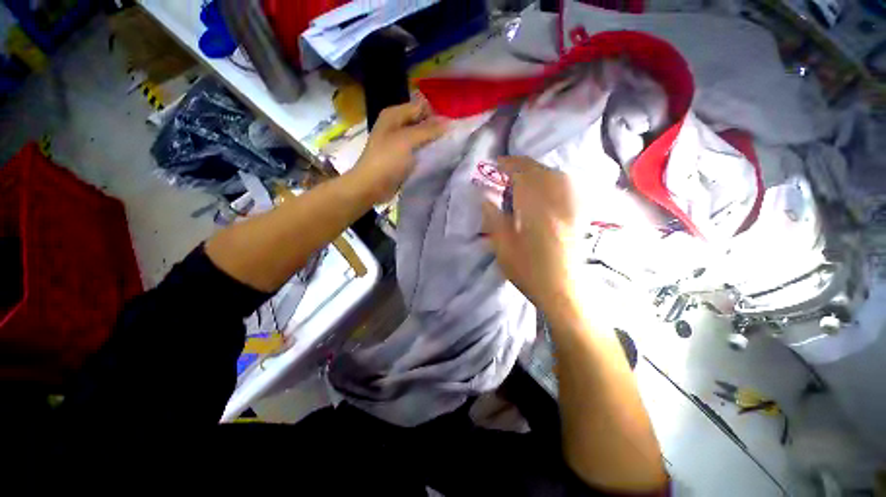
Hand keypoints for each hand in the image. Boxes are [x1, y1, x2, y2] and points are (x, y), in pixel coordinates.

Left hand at [351, 101, 446, 202]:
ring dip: (430, 143)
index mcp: (394, 115)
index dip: (434, 116)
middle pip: (420, 121)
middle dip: (433, 130)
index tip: (445, 132)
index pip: (421, 107)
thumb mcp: (407, 141)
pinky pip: (416, 150)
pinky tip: (432, 159)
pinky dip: (424, 153)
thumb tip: (449, 122)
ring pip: (419, 137)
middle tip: (444, 143)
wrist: (371, 186)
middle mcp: (395, 125)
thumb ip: (428, 130)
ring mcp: (397, 142)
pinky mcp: (400, 156)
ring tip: (441, 152)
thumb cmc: (387, 160)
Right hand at [482, 157, 581, 310]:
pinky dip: (553, 180)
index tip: (497, 162)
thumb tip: (485, 198)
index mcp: (535, 211)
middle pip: (542, 173)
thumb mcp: (504, 248)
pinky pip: (566, 188)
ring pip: (556, 177)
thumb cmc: (529, 271)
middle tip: (507, 167)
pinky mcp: (576, 215)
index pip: (524, 176)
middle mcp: (556, 204)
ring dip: (538, 171)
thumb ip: (494, 219)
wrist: (562, 290)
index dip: (510, 165)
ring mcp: (569, 208)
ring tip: (524, 176)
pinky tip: (545, 186)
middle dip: (523, 165)